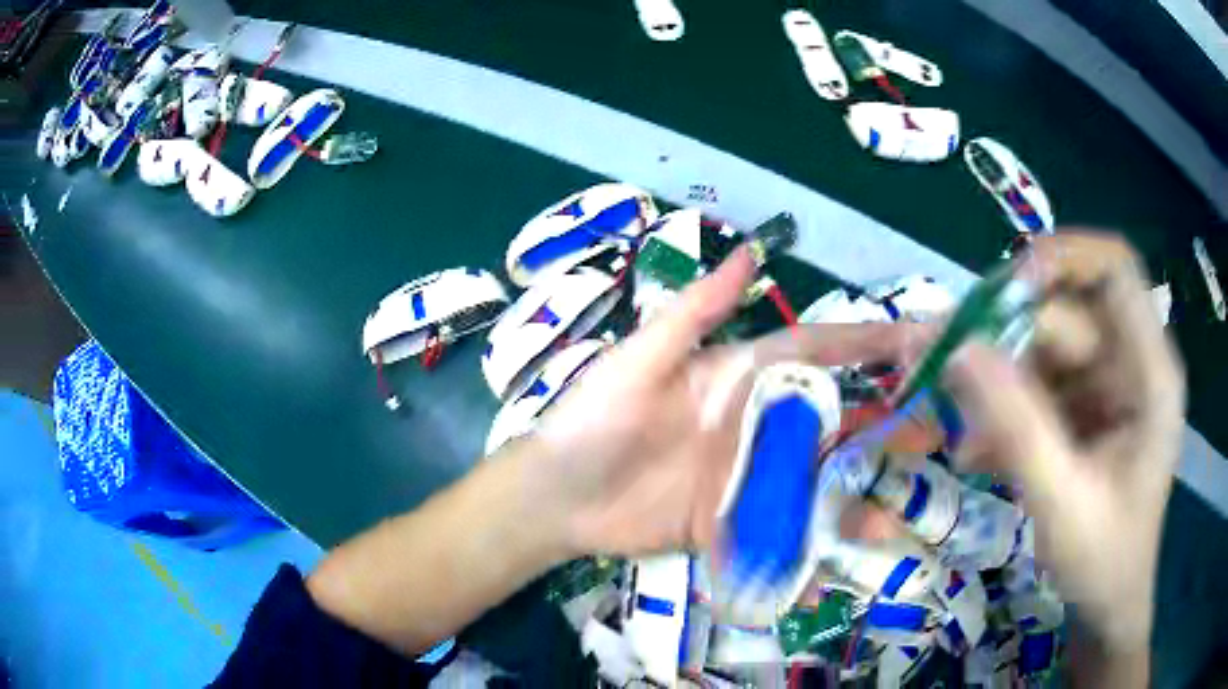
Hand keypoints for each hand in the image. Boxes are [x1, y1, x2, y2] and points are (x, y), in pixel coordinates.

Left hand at [528, 247, 930, 556]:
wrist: (555, 497)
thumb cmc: (594, 420)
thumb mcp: (642, 360)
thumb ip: (696, 313)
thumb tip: (748, 250)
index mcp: (738, 378)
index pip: (814, 352)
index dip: (865, 344)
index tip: (917, 340)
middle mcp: (754, 424)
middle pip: (831, 417)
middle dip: (884, 419)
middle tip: (934, 428)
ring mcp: (749, 477)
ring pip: (820, 474)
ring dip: (864, 482)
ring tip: (909, 494)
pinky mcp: (736, 522)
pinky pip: (787, 528)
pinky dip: (821, 536)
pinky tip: (856, 545)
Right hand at [944, 232, 1182, 653]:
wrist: (1107, 605)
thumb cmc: (1103, 562)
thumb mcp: (1063, 502)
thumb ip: (1018, 428)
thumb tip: (960, 349)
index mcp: (1151, 374)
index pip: (1115, 269)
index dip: (1063, 258)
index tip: (1008, 289)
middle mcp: (1130, 364)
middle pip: (1067, 313)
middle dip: (1010, 342)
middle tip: (952, 371)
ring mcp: (1106, 386)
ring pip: (1042, 351)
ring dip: (1000, 388)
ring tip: (971, 443)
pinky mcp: (1083, 408)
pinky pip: (1035, 386)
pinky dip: (1003, 413)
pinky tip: (982, 454)